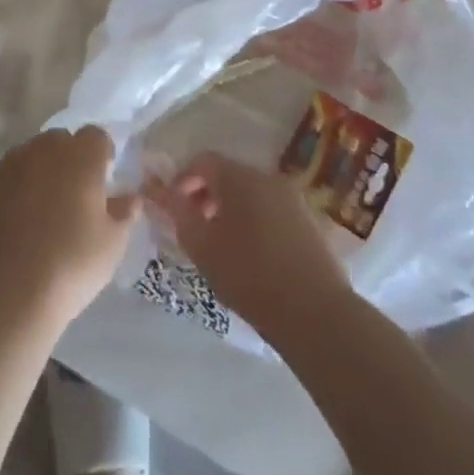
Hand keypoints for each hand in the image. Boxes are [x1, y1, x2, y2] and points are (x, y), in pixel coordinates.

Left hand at [0, 127, 138, 327]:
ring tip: (38, 212)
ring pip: (26, 157)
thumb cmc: (71, 265)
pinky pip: (0, 180)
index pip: (96, 136)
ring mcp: (6, 165)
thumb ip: (124, 212)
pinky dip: (8, 193)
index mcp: (80, 157)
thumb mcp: (112, 245)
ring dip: (36, 173)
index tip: (103, 179)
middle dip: (67, 159)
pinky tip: (10, 226)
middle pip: (59, 141)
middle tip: (72, 197)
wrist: (8, 293)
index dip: (101, 154)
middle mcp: (41, 150)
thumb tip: (129, 197)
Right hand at [143, 153, 351, 341]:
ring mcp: (292, 198)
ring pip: (250, 192)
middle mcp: (267, 177)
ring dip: (229, 209)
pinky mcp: (308, 220)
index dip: (181, 180)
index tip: (172, 209)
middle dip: (205, 195)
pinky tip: (251, 254)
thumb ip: (177, 212)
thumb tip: (158, 189)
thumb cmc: (248, 275)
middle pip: (227, 174)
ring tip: (220, 244)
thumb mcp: (201, 246)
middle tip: (194, 228)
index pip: (202, 161)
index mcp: (239, 177)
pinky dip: (254, 220)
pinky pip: (270, 208)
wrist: (315, 314)